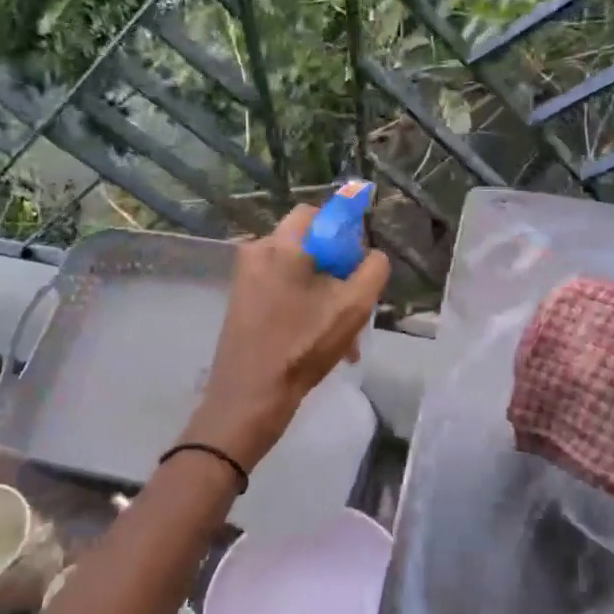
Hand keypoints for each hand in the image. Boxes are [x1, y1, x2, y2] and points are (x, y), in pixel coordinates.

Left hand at [179, 205, 390, 469]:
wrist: (249, 399)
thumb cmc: (302, 347)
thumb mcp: (353, 307)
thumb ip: (373, 270)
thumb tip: (371, 256)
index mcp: (280, 245)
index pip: (317, 214)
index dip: (344, 234)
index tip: (357, 266)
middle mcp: (256, 253)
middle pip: (309, 246)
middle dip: (337, 271)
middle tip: (354, 305)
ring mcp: (244, 279)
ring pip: (297, 273)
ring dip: (324, 297)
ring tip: (343, 337)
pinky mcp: (240, 303)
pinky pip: (280, 291)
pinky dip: (302, 308)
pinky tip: (318, 343)